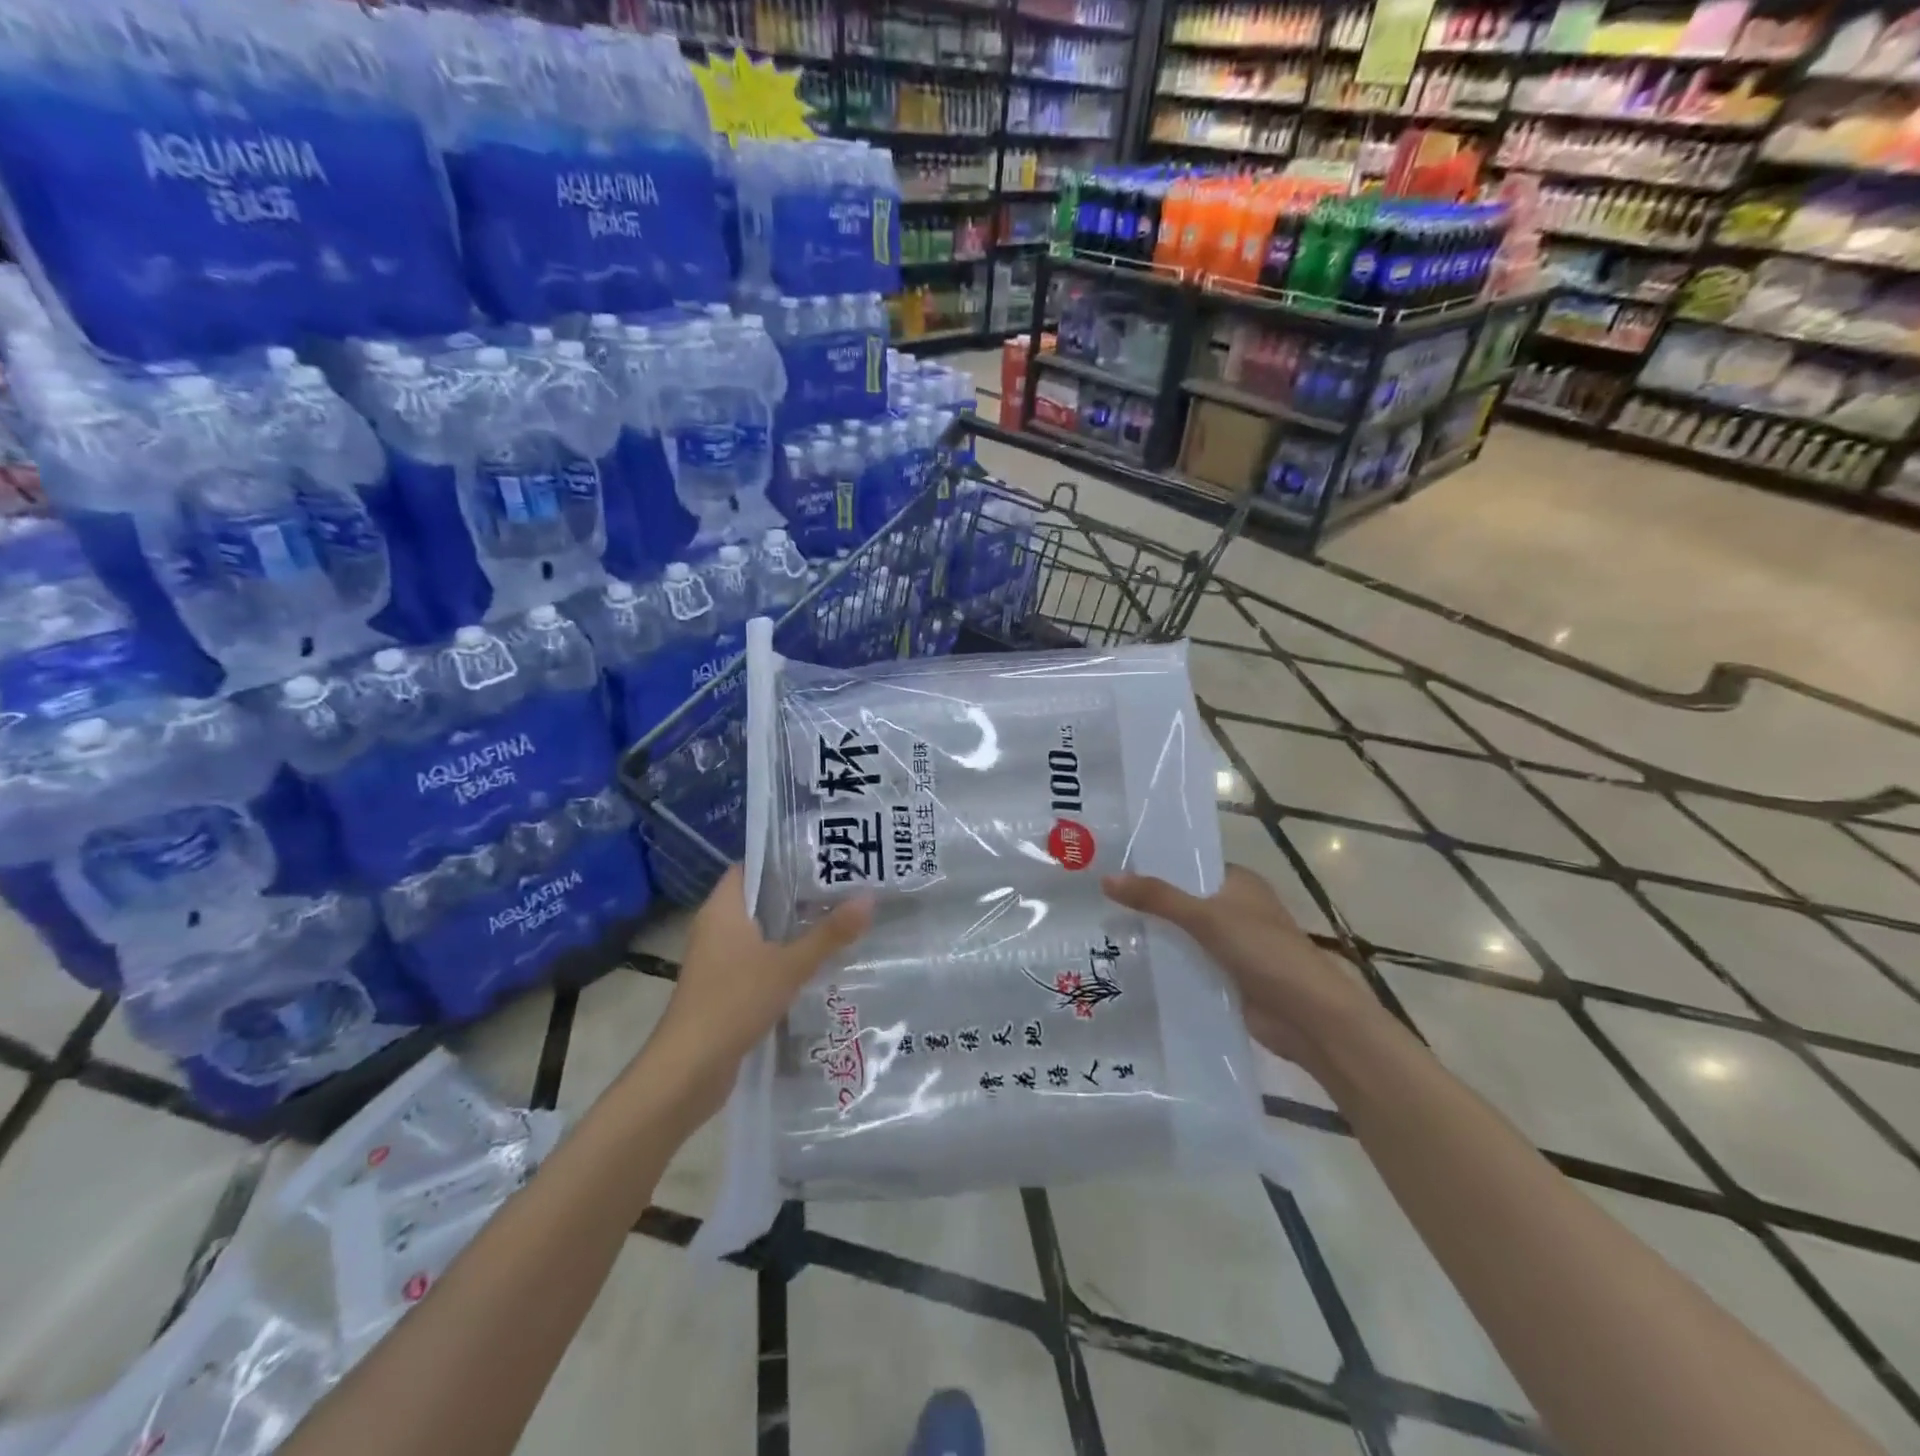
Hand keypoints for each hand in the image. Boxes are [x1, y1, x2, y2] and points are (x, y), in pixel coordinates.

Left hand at [638, 866, 872, 1125]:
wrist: (688, 1070)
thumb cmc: (734, 1002)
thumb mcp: (789, 966)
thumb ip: (829, 934)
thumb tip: (869, 898)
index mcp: (722, 909)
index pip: (750, 866)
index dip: (782, 858)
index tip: (821, 857)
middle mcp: (715, 927)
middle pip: (758, 899)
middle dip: (796, 894)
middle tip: (841, 887)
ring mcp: (716, 959)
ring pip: (759, 932)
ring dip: (791, 929)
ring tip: (836, 920)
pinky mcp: (721, 987)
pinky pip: (755, 959)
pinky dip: (780, 957)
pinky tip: (814, 963)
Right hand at [1103, 864, 1377, 1070]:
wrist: (1308, 1016)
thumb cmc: (1263, 951)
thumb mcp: (1206, 917)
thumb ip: (1157, 898)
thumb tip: (1106, 878)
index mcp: (1239, 882)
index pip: (1189, 864)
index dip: (1153, 864)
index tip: (1112, 864)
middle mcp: (1235, 909)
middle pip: (1182, 900)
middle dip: (1147, 902)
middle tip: (1096, 898)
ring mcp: (1232, 945)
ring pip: (1183, 934)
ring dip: (1154, 936)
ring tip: (1101, 929)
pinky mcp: (1227, 977)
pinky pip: (1188, 964)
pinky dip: (1166, 964)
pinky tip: (1129, 964)